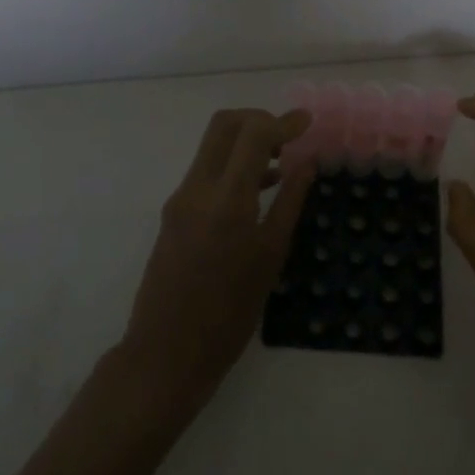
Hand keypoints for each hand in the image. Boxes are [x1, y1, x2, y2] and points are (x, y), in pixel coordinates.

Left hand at [118, 108, 313, 416]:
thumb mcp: (271, 257)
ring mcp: (180, 199)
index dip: (283, 121)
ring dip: (246, 141)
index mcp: (227, 199)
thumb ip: (290, 202)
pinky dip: (233, 164)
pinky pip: (206, 171)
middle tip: (288, 137)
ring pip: (213, 146)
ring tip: (283, 160)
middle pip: (225, 125)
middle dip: (259, 120)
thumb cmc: (229, 314)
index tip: (307, 122)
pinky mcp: (174, 213)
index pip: (253, 133)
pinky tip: (261, 187)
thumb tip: (308, 163)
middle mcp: (198, 188)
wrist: (166, 354)